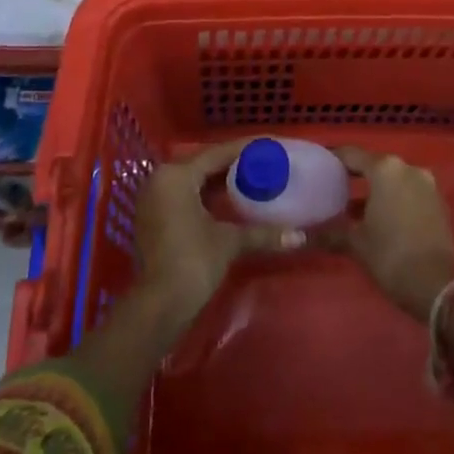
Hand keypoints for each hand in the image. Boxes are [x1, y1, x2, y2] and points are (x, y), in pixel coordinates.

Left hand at [134, 141, 301, 318]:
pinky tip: (230, 200)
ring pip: (194, 180)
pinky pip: (185, 194)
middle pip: (204, 163)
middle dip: (235, 163)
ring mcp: (154, 199)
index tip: (271, 145)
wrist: (159, 307)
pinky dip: (206, 194)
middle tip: (265, 161)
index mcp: (177, 175)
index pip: (218, 153)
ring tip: (252, 177)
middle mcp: (161, 179)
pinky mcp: (154, 218)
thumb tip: (300, 236)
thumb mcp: (229, 242)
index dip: (247, 149)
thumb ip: (263, 233)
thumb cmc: (193, 262)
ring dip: (220, 180)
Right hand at [323, 147, 453, 320]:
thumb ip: (328, 233)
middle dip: (355, 176)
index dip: (333, 160)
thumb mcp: (356, 243)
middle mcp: (408, 168)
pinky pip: (409, 192)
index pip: (352, 154)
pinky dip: (394, 199)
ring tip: (353, 208)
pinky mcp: (438, 202)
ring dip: (375, 190)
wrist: (436, 286)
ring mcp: (427, 184)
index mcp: (385, 169)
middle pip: (374, 165)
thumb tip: (297, 235)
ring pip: (393, 179)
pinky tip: (379, 219)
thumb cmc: (391, 256)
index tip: (318, 167)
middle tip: (332, 189)